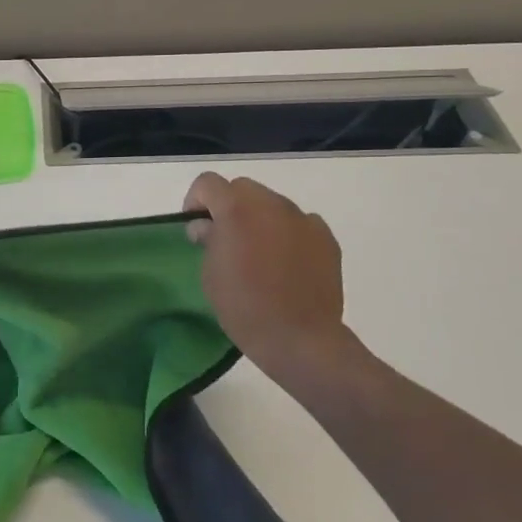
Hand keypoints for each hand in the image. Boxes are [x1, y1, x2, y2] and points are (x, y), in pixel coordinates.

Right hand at [184, 172, 356, 382]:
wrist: (299, 338)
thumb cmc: (244, 307)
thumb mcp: (210, 274)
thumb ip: (208, 240)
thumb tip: (208, 227)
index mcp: (236, 209)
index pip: (208, 183)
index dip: (196, 201)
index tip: (196, 227)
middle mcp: (271, 204)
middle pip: (242, 188)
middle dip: (228, 206)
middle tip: (226, 238)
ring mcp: (302, 218)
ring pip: (272, 203)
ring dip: (259, 218)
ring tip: (259, 252)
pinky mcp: (325, 237)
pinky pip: (299, 223)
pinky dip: (287, 233)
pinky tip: (286, 262)